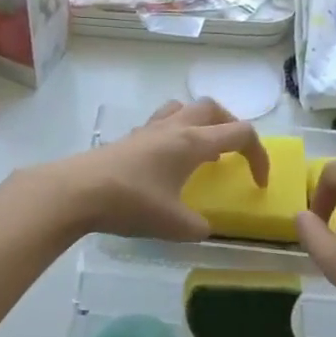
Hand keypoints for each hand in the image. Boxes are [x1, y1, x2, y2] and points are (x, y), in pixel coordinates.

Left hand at [53, 99, 267, 240]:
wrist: (76, 192)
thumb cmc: (131, 203)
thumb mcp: (174, 225)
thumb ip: (198, 227)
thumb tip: (203, 228)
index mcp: (193, 142)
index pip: (240, 134)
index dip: (259, 156)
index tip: (258, 183)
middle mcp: (174, 127)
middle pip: (213, 108)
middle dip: (231, 126)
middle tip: (234, 153)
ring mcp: (148, 130)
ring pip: (183, 108)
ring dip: (200, 123)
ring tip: (202, 151)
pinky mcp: (128, 139)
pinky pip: (160, 123)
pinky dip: (174, 134)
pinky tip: (166, 162)